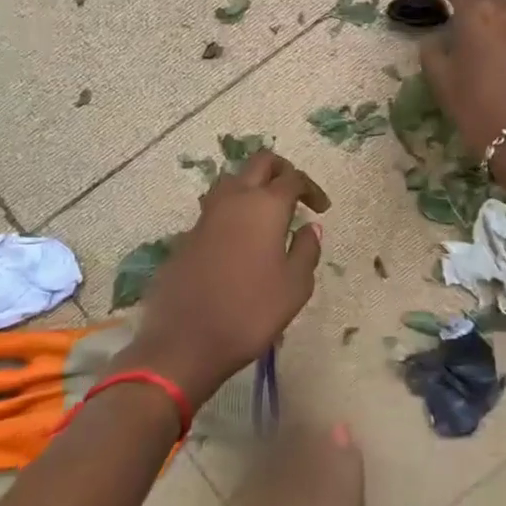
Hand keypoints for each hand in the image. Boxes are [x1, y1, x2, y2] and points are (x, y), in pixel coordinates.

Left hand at [119, 149, 330, 403]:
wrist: (184, 342)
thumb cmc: (250, 312)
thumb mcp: (296, 286)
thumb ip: (307, 249)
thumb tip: (309, 227)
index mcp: (265, 206)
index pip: (293, 178)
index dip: (311, 188)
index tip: (321, 208)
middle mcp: (234, 200)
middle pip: (259, 163)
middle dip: (281, 171)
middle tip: (295, 195)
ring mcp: (205, 216)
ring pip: (232, 181)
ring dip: (252, 186)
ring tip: (266, 214)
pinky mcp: (186, 236)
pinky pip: (215, 209)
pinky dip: (232, 212)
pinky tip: (240, 240)